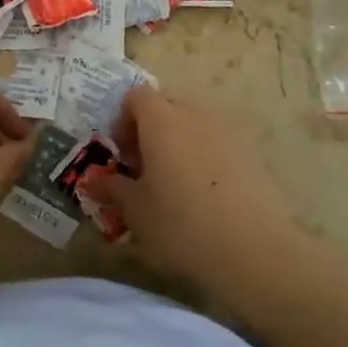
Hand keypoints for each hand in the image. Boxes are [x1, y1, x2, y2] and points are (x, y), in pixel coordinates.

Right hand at [83, 86, 300, 292]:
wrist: (255, 250)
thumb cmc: (182, 223)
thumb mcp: (135, 211)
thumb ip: (111, 188)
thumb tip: (91, 179)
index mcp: (161, 119)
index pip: (136, 96)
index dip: (123, 120)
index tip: (123, 156)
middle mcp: (194, 114)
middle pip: (166, 107)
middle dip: (150, 132)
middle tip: (144, 172)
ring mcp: (227, 131)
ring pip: (193, 127)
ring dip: (179, 145)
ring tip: (176, 187)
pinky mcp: (251, 153)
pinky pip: (217, 145)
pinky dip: (205, 160)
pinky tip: (206, 199)